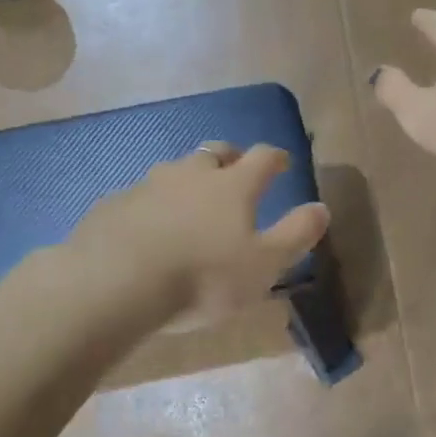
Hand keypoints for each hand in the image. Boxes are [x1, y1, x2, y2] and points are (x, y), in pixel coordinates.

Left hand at [68, 143, 329, 325]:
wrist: (115, 283)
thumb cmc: (202, 276)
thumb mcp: (264, 264)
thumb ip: (296, 234)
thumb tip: (322, 208)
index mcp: (233, 185)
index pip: (263, 157)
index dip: (276, 157)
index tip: (283, 162)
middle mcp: (191, 174)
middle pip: (215, 153)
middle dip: (229, 159)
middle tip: (235, 172)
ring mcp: (147, 185)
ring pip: (174, 172)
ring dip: (187, 180)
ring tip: (190, 203)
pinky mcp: (113, 205)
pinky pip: (139, 196)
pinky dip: (151, 205)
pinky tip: (147, 228)